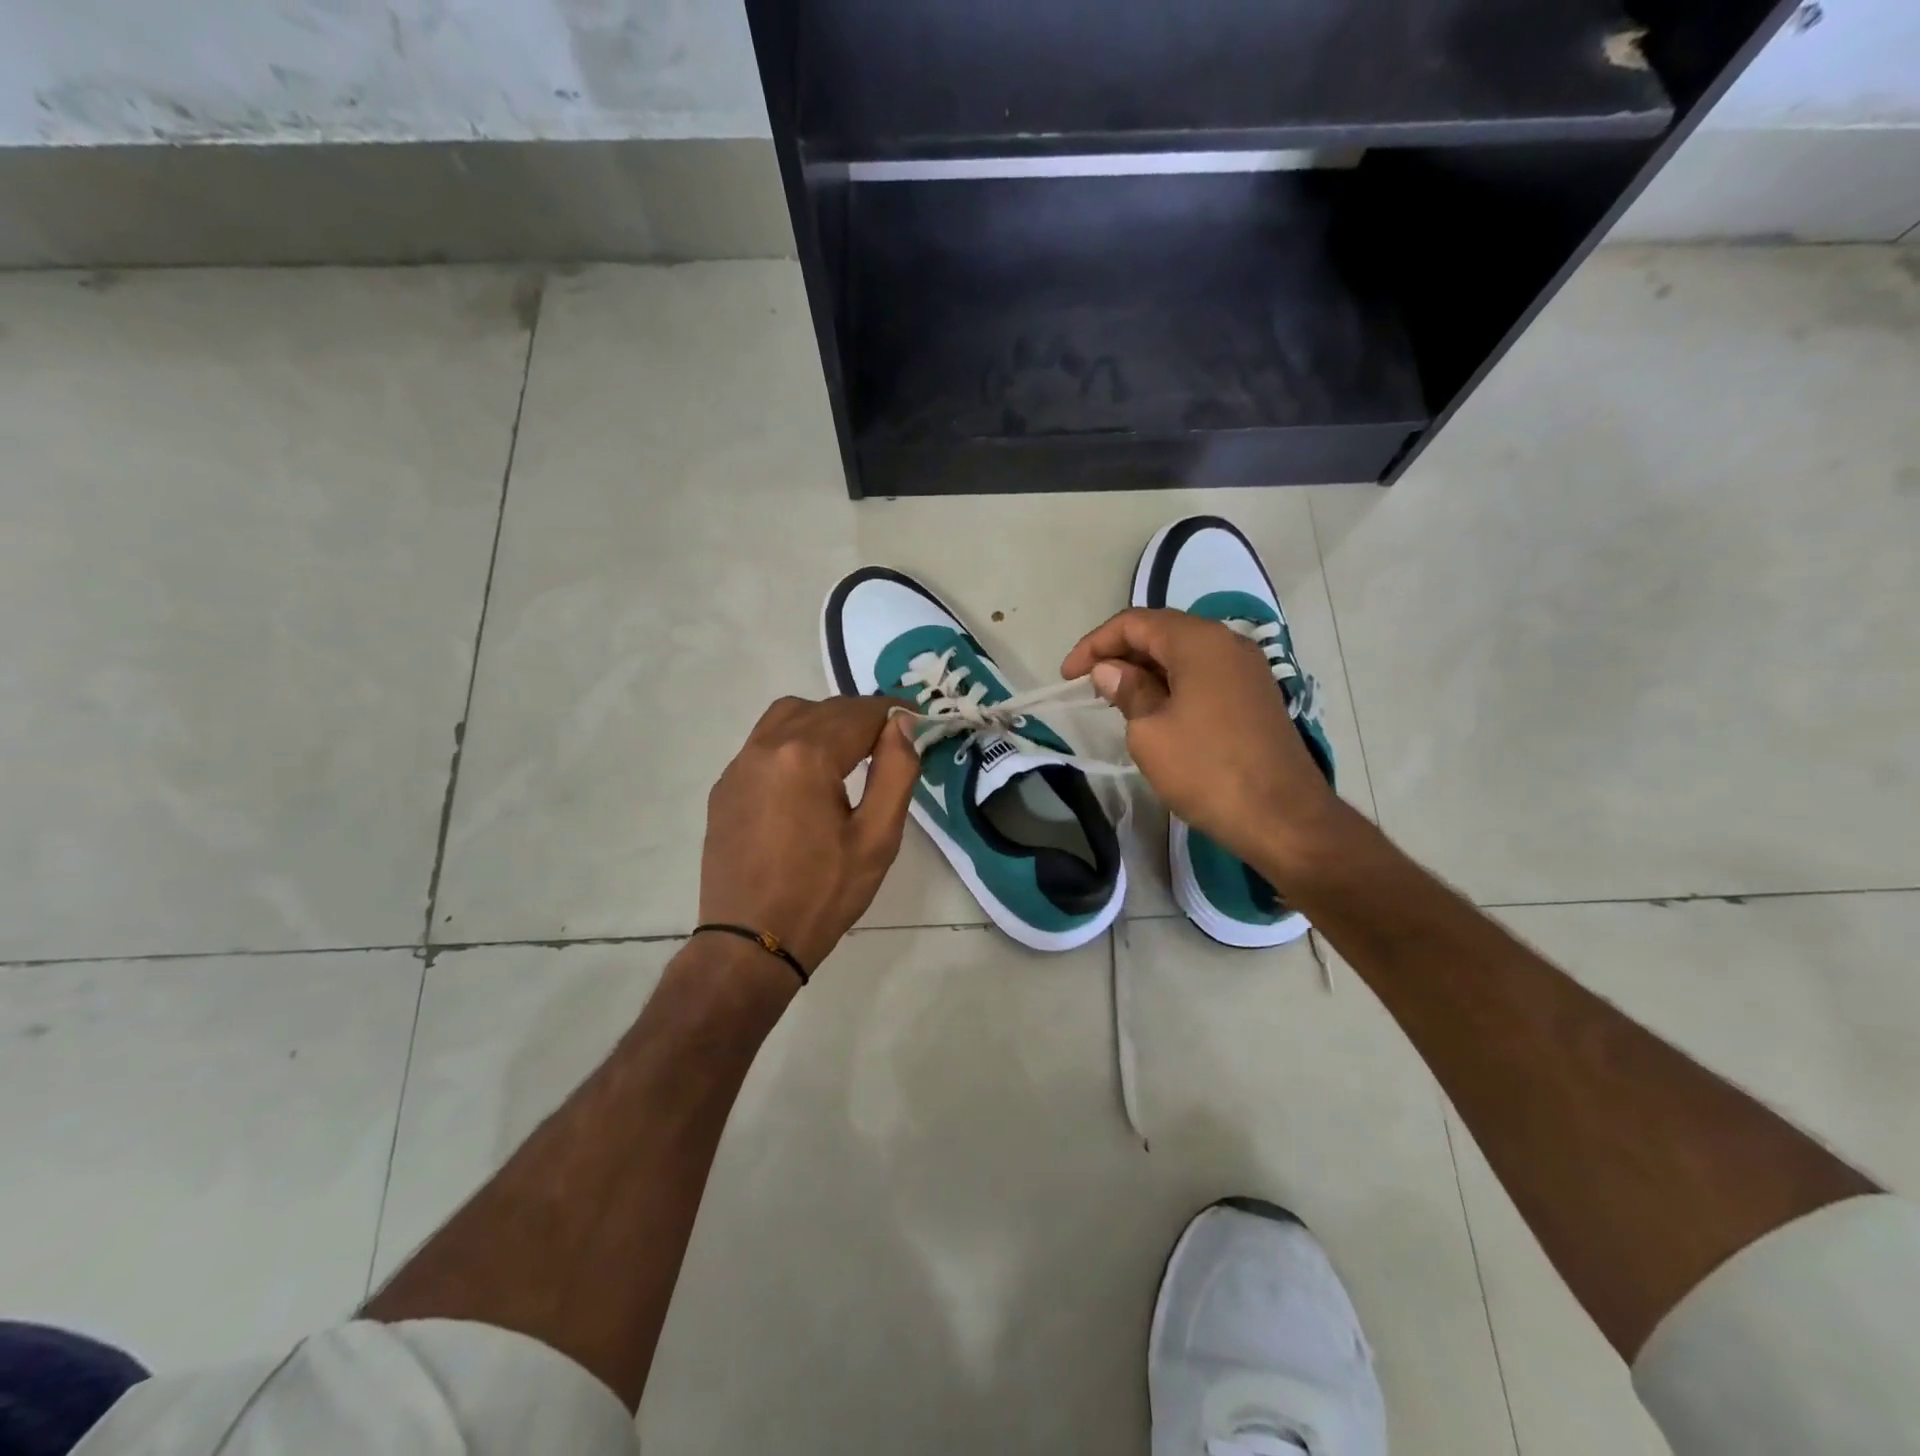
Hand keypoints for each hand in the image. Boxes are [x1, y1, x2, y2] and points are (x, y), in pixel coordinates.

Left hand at [700, 696, 919, 973]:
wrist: (750, 943)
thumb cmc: (823, 894)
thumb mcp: (877, 837)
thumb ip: (896, 771)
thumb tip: (902, 724)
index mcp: (806, 756)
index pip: (860, 713)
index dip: (894, 712)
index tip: (919, 722)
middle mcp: (767, 746)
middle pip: (824, 710)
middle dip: (862, 718)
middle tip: (892, 742)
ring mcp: (739, 765)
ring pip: (788, 716)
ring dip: (824, 721)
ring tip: (850, 752)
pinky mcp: (725, 787)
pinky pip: (764, 743)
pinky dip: (794, 741)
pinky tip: (809, 777)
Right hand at [1062, 609, 1340, 868]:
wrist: (1282, 817)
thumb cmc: (1207, 770)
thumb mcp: (1150, 731)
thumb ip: (1127, 690)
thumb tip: (1110, 670)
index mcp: (1199, 642)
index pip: (1135, 623)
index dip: (1095, 644)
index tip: (1068, 676)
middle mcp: (1227, 642)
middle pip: (1162, 632)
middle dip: (1120, 653)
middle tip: (1090, 685)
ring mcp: (1247, 668)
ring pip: (1184, 653)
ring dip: (1146, 669)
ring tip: (1116, 698)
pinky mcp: (1255, 694)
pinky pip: (1204, 673)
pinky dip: (1173, 682)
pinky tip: (1155, 709)